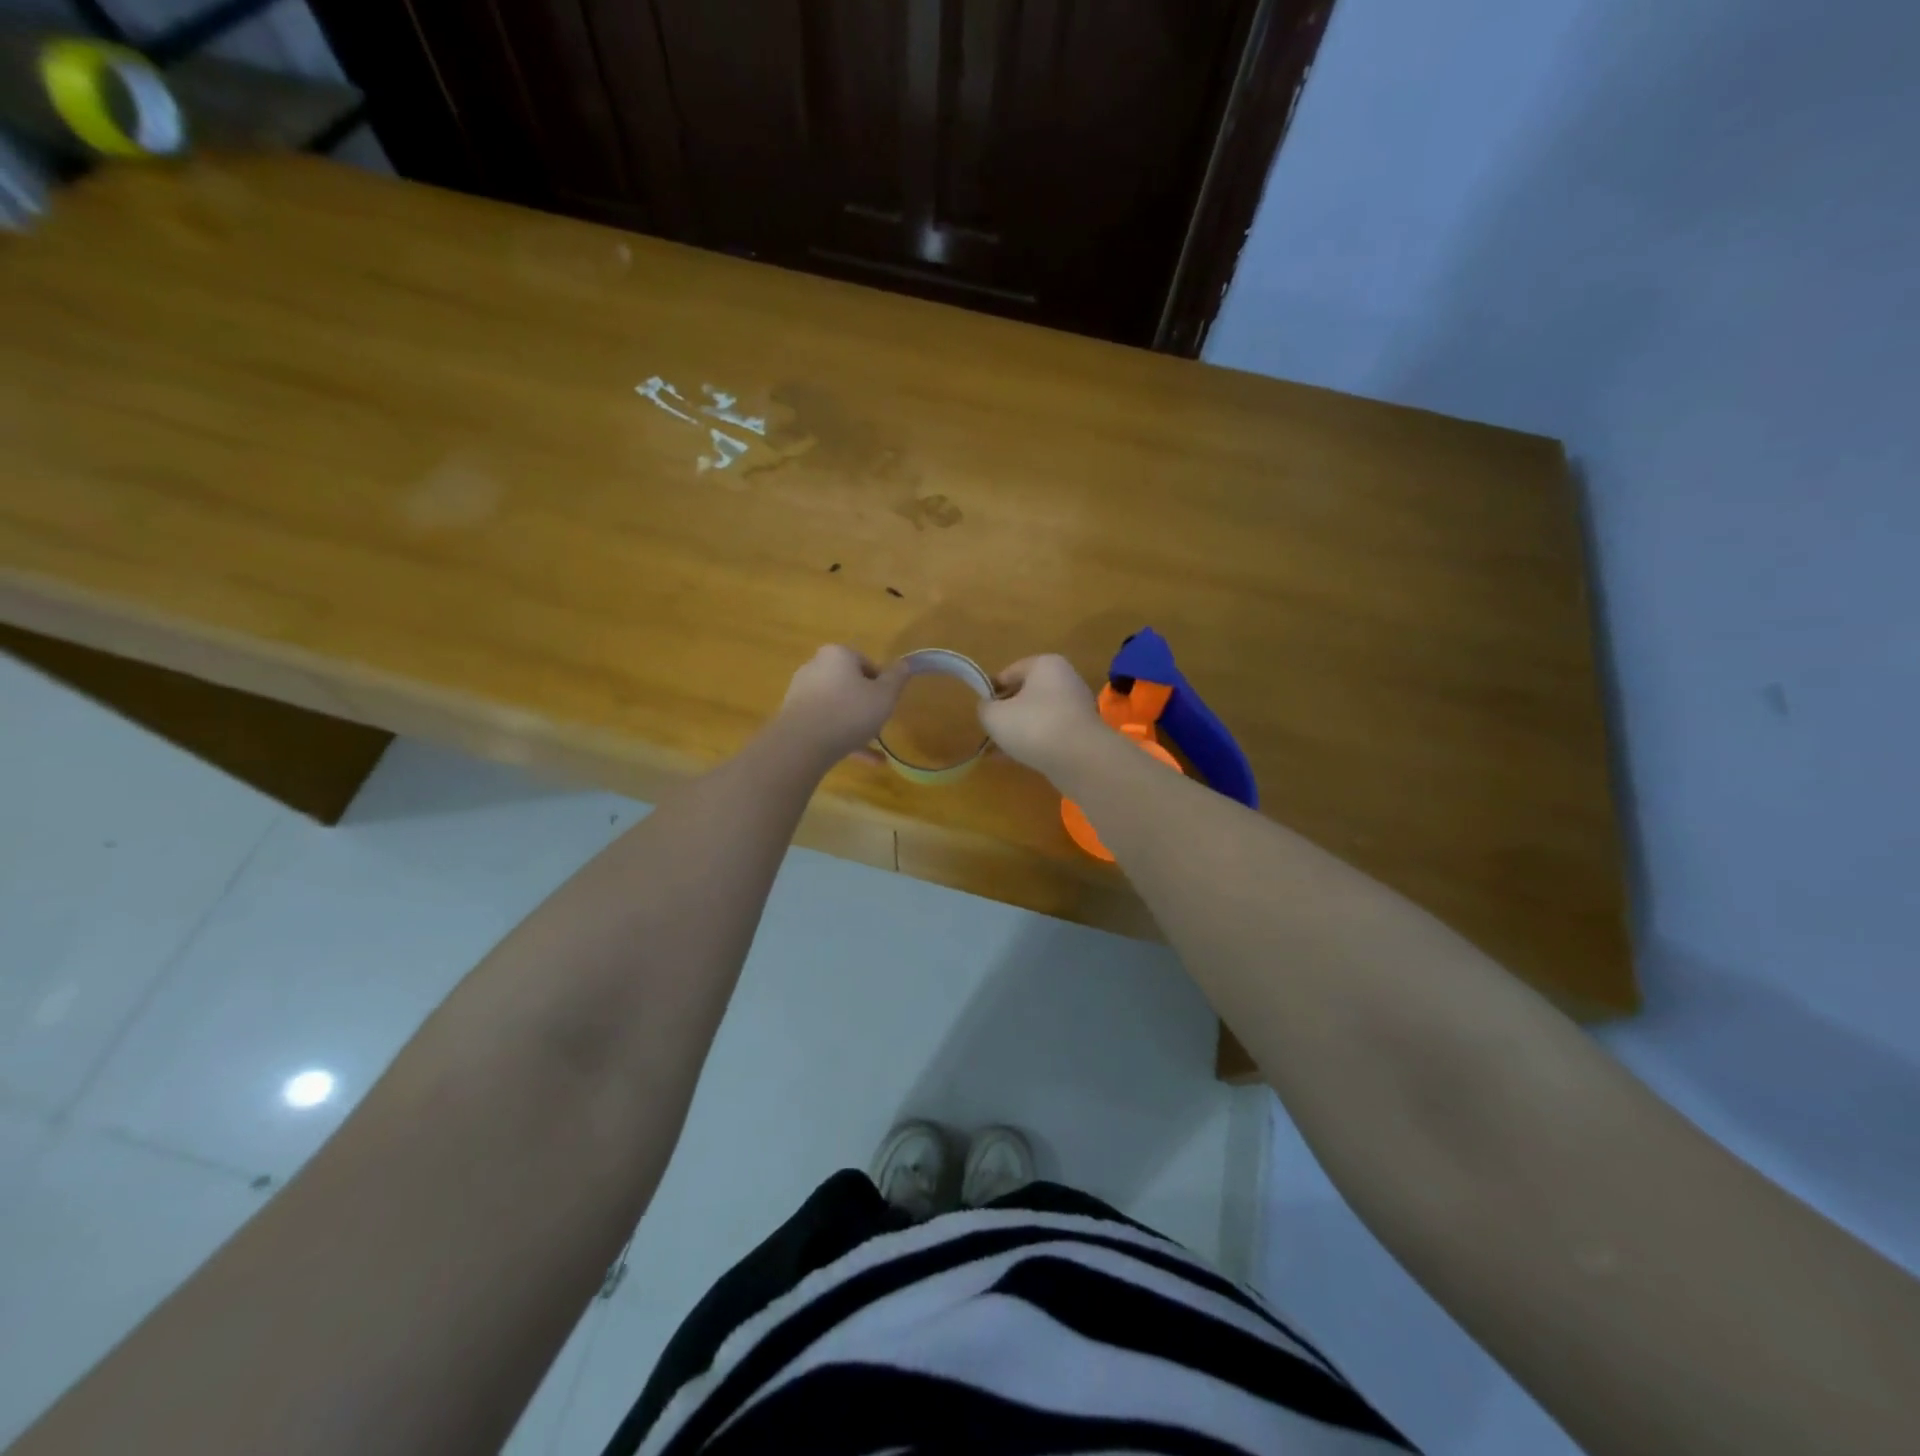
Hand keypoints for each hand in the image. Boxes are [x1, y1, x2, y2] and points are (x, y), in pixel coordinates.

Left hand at [774, 645, 908, 763]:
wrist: (802, 744)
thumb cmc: (850, 712)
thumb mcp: (885, 695)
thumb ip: (897, 678)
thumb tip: (906, 663)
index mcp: (837, 655)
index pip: (866, 664)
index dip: (882, 684)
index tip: (888, 702)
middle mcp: (815, 667)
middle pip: (849, 684)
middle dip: (865, 704)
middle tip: (879, 722)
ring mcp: (800, 693)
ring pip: (836, 707)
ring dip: (855, 724)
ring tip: (874, 747)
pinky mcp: (793, 717)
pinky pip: (824, 725)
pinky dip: (842, 738)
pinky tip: (863, 759)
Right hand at [979, 655, 1105, 780]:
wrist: (1080, 759)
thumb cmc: (1033, 726)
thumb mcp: (994, 715)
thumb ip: (985, 707)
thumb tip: (989, 707)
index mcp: (1045, 665)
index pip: (1008, 673)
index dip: (990, 692)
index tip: (981, 712)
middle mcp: (1065, 679)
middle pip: (1025, 694)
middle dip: (1006, 713)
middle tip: (989, 732)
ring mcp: (1076, 706)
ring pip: (1037, 716)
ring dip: (1018, 731)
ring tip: (999, 750)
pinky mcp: (1082, 732)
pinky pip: (1050, 733)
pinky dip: (1034, 742)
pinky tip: (1017, 759)